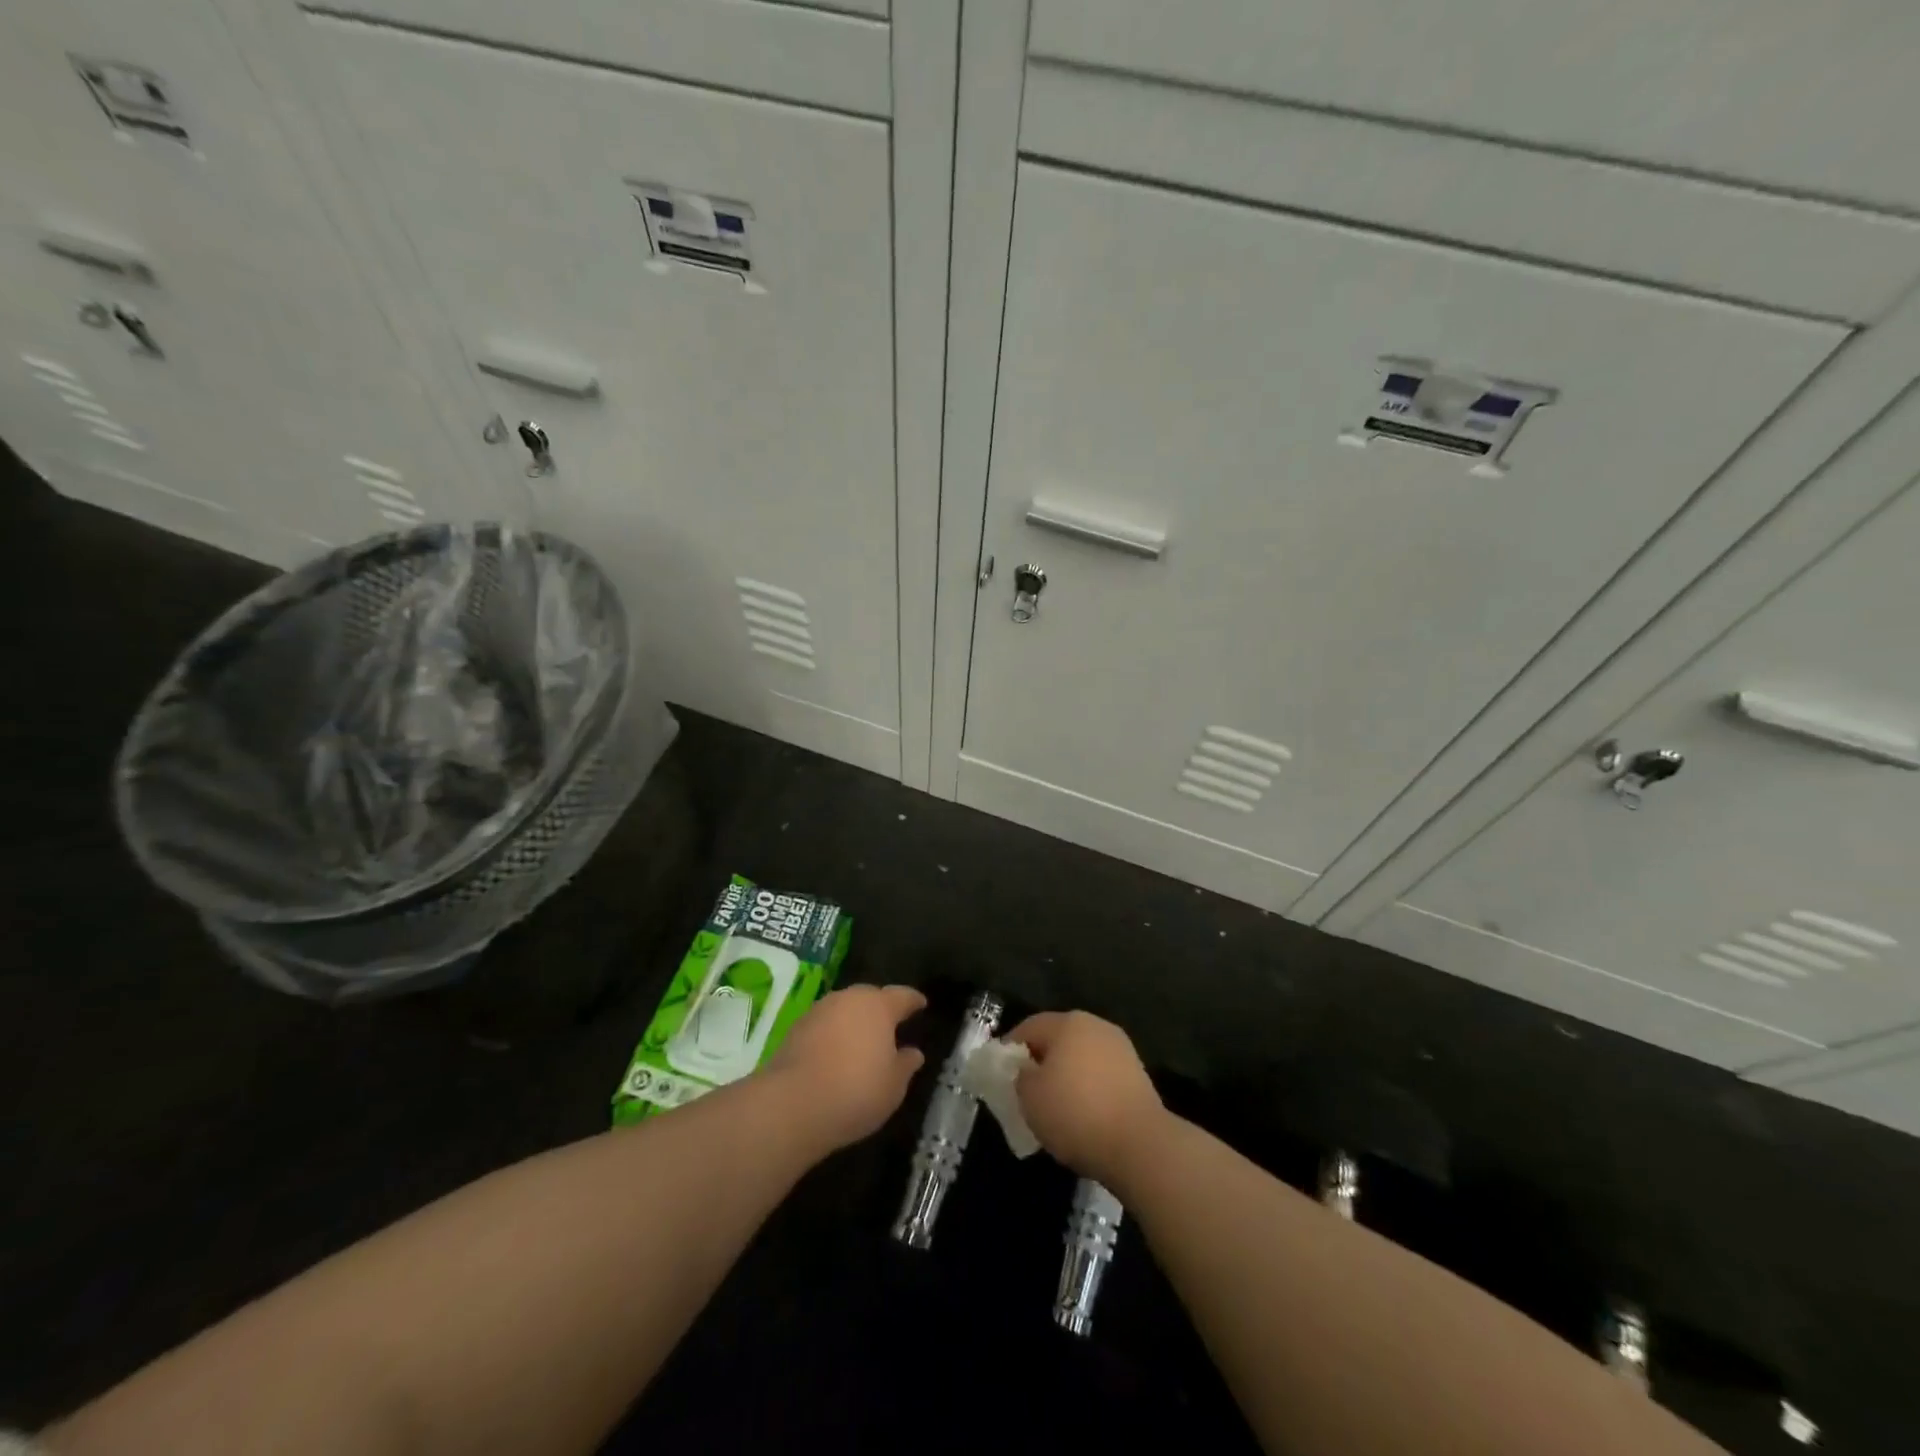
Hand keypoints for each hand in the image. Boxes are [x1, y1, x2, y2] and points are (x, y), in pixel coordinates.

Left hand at [768, 984, 926, 1150]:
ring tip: (862, 1041)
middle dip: (881, 1008)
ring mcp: (819, 1011)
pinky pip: (825, 1025)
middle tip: (891, 1025)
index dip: (914, 1000)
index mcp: (879, 1006)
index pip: (902, 995)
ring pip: (844, 1009)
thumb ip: (906, 1065)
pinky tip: (836, 1054)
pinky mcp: (796, 1028)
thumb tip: (913, 1052)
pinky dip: (833, 1034)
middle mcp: (849, 999)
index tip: (921, 1003)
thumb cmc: (856, 1091)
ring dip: (854, 1021)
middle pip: (870, 997)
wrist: (793, 1104)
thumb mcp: (893, 1086)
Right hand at [1006, 1010, 1164, 1183]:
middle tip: (1024, 1091)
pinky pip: (1100, 1075)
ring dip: (1065, 1076)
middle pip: (1057, 1039)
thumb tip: (1026, 1070)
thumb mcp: (1029, 1097)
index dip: (1009, 1050)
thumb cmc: (1076, 1114)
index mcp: (1067, 1022)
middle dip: (1039, 1062)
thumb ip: (1020, 1076)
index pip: (1028, 1027)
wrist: (1140, 1145)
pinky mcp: (1137, 1075)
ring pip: (1080, 1057)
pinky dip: (1087, 1089)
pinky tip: (1082, 1115)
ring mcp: (1120, 1049)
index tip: (999, 1076)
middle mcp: (1095, 1026)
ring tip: (1053, 1107)